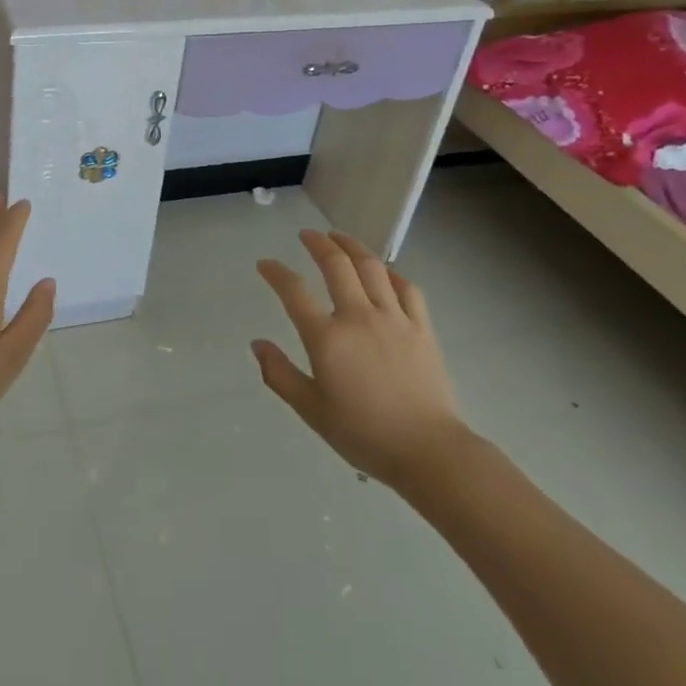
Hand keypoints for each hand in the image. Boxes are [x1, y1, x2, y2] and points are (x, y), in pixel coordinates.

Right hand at [253, 229, 462, 485]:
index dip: (276, 273)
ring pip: (371, 267)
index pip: (294, 292)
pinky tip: (384, 271)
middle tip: (306, 234)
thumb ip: (280, 375)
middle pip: (336, 265)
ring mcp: (394, 318)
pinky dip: (391, 273)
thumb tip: (257, 344)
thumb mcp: (312, 410)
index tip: (265, 264)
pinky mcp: (421, 327)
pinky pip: (406, 288)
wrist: (428, 451)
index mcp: (327, 339)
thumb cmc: (364, 434)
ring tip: (339, 237)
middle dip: (318, 244)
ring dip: (352, 246)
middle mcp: (358, 317)